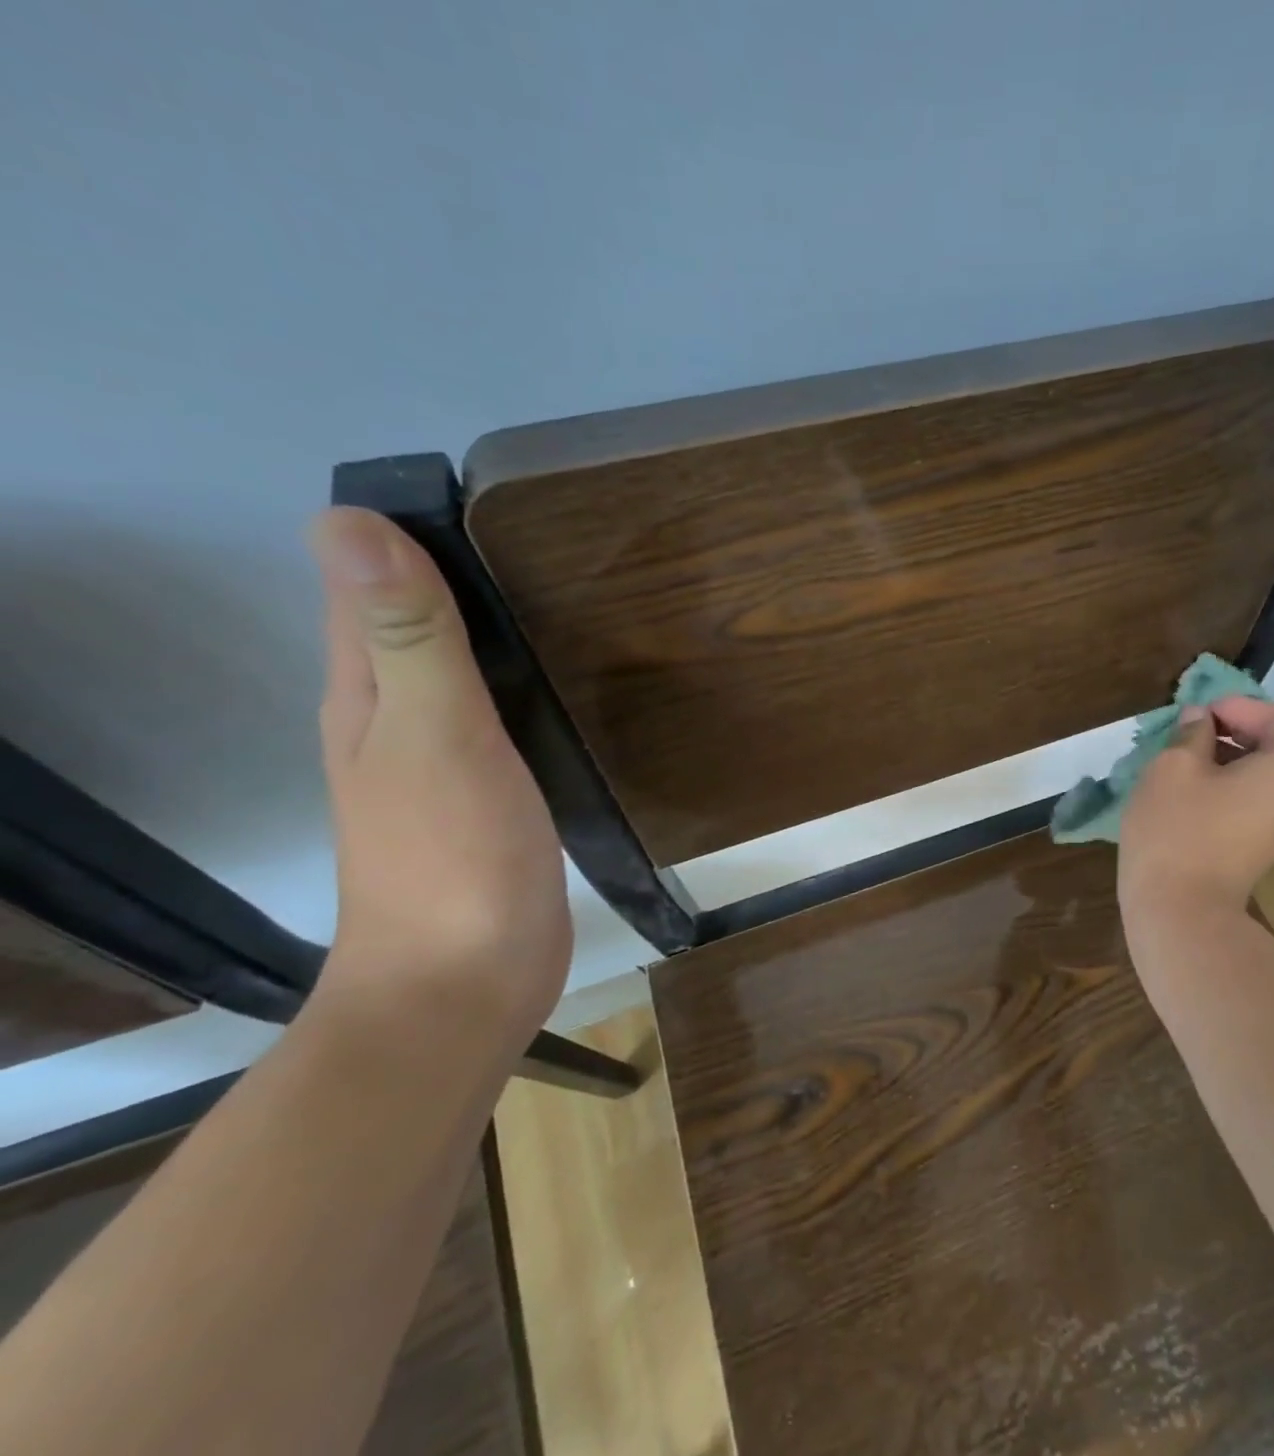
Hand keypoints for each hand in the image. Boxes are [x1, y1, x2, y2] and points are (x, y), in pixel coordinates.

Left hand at [306, 507, 570, 1055]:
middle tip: (546, 541)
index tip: (483, 502)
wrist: (467, 981)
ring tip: (567, 596)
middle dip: (462, 576)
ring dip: (496, 630)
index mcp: (368, 693)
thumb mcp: (434, 737)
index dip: (408, 537)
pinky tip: (565, 681)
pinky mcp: (491, 792)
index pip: (368, 586)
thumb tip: (348, 526)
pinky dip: (523, 685)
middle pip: (416, 623)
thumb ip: (408, 640)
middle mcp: (395, 717)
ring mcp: (444, 759)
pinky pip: (501, 715)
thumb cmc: (452, 858)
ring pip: (462, 669)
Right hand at [1117, 696, 1273, 919]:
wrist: (1180, 912)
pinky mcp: (1263, 850)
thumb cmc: (1176, 828)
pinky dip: (1227, 789)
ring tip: (1181, 763)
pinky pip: (1253, 803)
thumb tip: (1200, 720)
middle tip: (1187, 734)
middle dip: (1233, 731)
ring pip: (1262, 776)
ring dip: (1226, 760)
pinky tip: (1187, 796)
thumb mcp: (1173, 766)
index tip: (1203, 716)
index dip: (1245, 706)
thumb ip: (1192, 733)